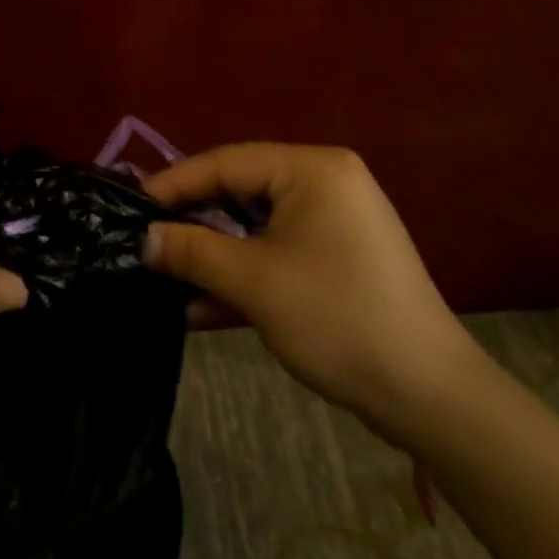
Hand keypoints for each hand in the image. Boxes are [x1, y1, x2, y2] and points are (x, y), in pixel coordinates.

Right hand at [144, 144, 482, 446]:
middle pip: (240, 192)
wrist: (429, 396)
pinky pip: (277, 253)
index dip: (174, 184)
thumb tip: (143, 240)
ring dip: (214, 257)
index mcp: (311, 169)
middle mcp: (325, 183)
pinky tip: (201, 309)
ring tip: (165, 278)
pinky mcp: (337, 259)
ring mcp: (334, 222)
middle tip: (146, 240)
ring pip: (255, 227)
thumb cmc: (337, 319)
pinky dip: (244, 276)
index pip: (226, 162)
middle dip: (193, 222)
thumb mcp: (254, 282)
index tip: (130, 207)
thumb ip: (192, 251)